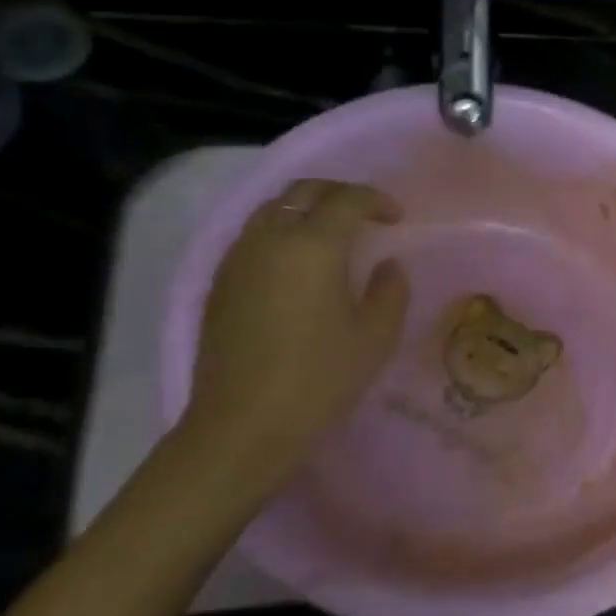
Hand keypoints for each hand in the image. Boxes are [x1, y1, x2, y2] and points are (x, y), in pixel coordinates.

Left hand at [179, 179, 409, 493]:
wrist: (243, 424)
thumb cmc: (319, 379)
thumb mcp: (375, 337)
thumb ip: (390, 291)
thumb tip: (387, 266)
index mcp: (313, 246)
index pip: (346, 199)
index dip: (376, 200)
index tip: (396, 218)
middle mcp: (270, 238)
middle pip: (303, 191)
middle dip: (338, 194)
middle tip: (364, 215)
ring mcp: (238, 259)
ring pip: (272, 210)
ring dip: (306, 210)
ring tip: (330, 237)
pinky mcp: (219, 283)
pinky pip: (253, 237)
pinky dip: (281, 233)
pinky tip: (296, 266)